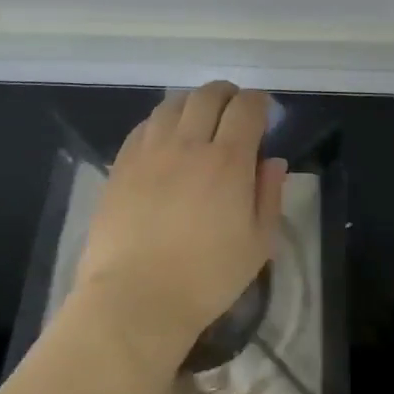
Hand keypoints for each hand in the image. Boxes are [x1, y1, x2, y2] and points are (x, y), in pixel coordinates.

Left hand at [75, 82, 288, 370]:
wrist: (135, 298)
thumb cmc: (206, 278)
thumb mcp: (257, 244)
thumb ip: (269, 195)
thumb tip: (272, 161)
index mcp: (227, 161)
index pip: (246, 107)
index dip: (258, 102)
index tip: (263, 113)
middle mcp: (188, 144)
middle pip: (208, 95)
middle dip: (227, 95)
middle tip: (234, 111)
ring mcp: (149, 151)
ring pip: (173, 104)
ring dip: (193, 103)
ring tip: (199, 121)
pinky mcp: (121, 164)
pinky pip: (144, 125)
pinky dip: (162, 122)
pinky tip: (165, 140)